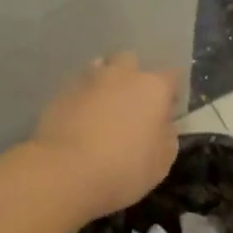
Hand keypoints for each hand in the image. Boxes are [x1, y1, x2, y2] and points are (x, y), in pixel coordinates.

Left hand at [30, 53, 180, 218]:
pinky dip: (82, 98)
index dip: (170, 92)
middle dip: (132, 76)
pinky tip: (79, 119)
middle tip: (131, 104)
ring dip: (105, 83)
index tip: (167, 110)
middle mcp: (122, 75)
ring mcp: (88, 80)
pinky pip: (78, 87)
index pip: (171, 76)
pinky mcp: (61, 92)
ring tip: (102, 108)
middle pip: (130, 61)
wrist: (65, 171)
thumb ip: (166, 137)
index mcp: (153, 88)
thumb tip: (163, 125)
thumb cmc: (123, 169)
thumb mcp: (161, 163)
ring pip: (100, 68)